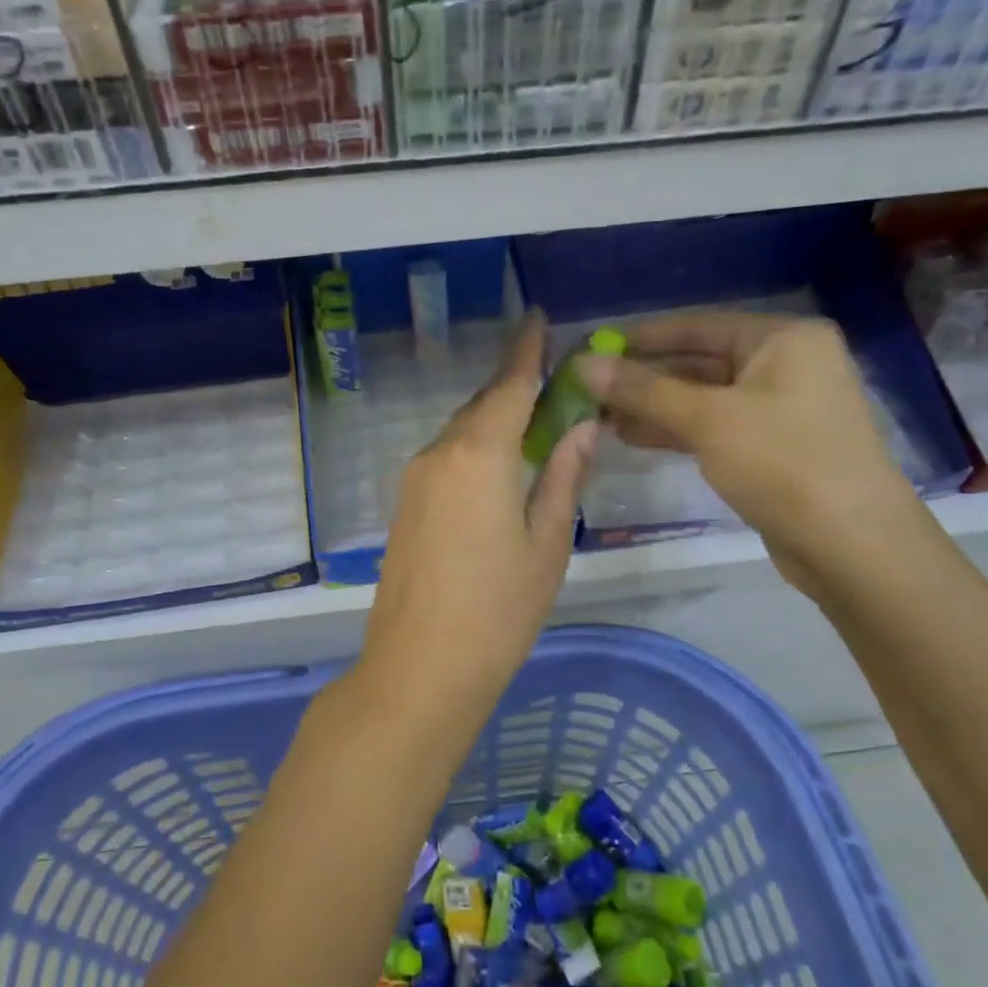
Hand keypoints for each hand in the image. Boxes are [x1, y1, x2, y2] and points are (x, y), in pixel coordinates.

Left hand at [357, 313, 598, 710]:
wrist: (420, 668)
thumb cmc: (498, 610)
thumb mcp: (547, 543)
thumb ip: (563, 476)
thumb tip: (581, 426)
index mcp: (479, 455)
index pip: (509, 386)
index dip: (527, 350)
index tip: (539, 319)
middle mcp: (439, 454)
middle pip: (483, 405)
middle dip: (516, 386)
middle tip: (553, 380)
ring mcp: (415, 479)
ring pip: (462, 431)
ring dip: (495, 418)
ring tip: (535, 422)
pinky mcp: (406, 504)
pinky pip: (447, 457)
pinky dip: (476, 447)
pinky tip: (499, 466)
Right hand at [576, 313, 925, 591]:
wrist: (852, 546)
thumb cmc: (783, 462)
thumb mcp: (707, 419)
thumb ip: (642, 390)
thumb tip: (582, 364)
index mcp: (784, 339)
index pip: (699, 325)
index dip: (642, 337)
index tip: (594, 346)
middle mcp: (787, 364)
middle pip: (700, 361)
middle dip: (644, 377)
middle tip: (589, 387)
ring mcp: (781, 409)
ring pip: (703, 398)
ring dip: (654, 406)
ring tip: (599, 415)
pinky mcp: (773, 448)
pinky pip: (714, 427)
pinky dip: (676, 430)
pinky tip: (632, 437)